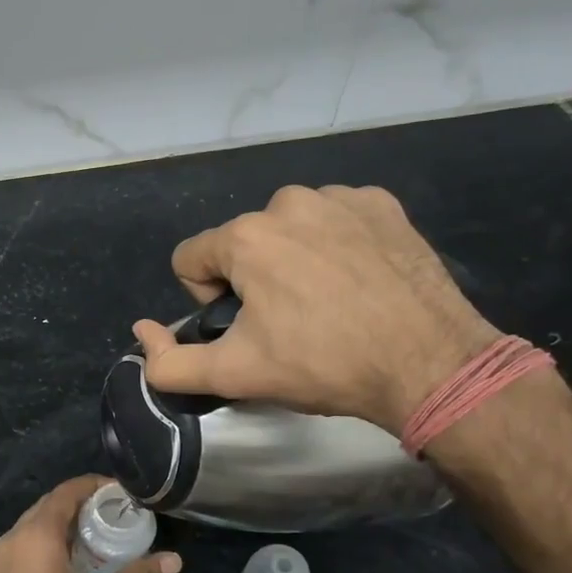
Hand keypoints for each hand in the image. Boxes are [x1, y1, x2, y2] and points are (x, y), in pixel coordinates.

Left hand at [0, 476, 180, 572]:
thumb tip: (174, 559)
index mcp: (35, 538)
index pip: (65, 494)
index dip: (93, 486)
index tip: (120, 491)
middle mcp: (10, 542)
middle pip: (47, 508)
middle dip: (80, 505)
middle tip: (115, 513)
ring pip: (32, 529)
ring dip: (63, 526)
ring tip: (98, 536)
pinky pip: (23, 550)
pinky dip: (47, 546)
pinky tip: (72, 564)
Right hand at [132, 185, 499, 434]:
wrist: (430, 364)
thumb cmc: (324, 365)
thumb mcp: (235, 375)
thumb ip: (169, 363)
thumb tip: (141, 333)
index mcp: (246, 237)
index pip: (190, 258)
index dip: (207, 299)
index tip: (245, 328)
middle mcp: (287, 202)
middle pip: (242, 244)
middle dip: (252, 280)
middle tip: (291, 324)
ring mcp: (340, 197)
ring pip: (288, 230)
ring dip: (294, 261)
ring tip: (329, 304)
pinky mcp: (382, 205)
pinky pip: (335, 220)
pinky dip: (337, 246)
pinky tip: (360, 282)